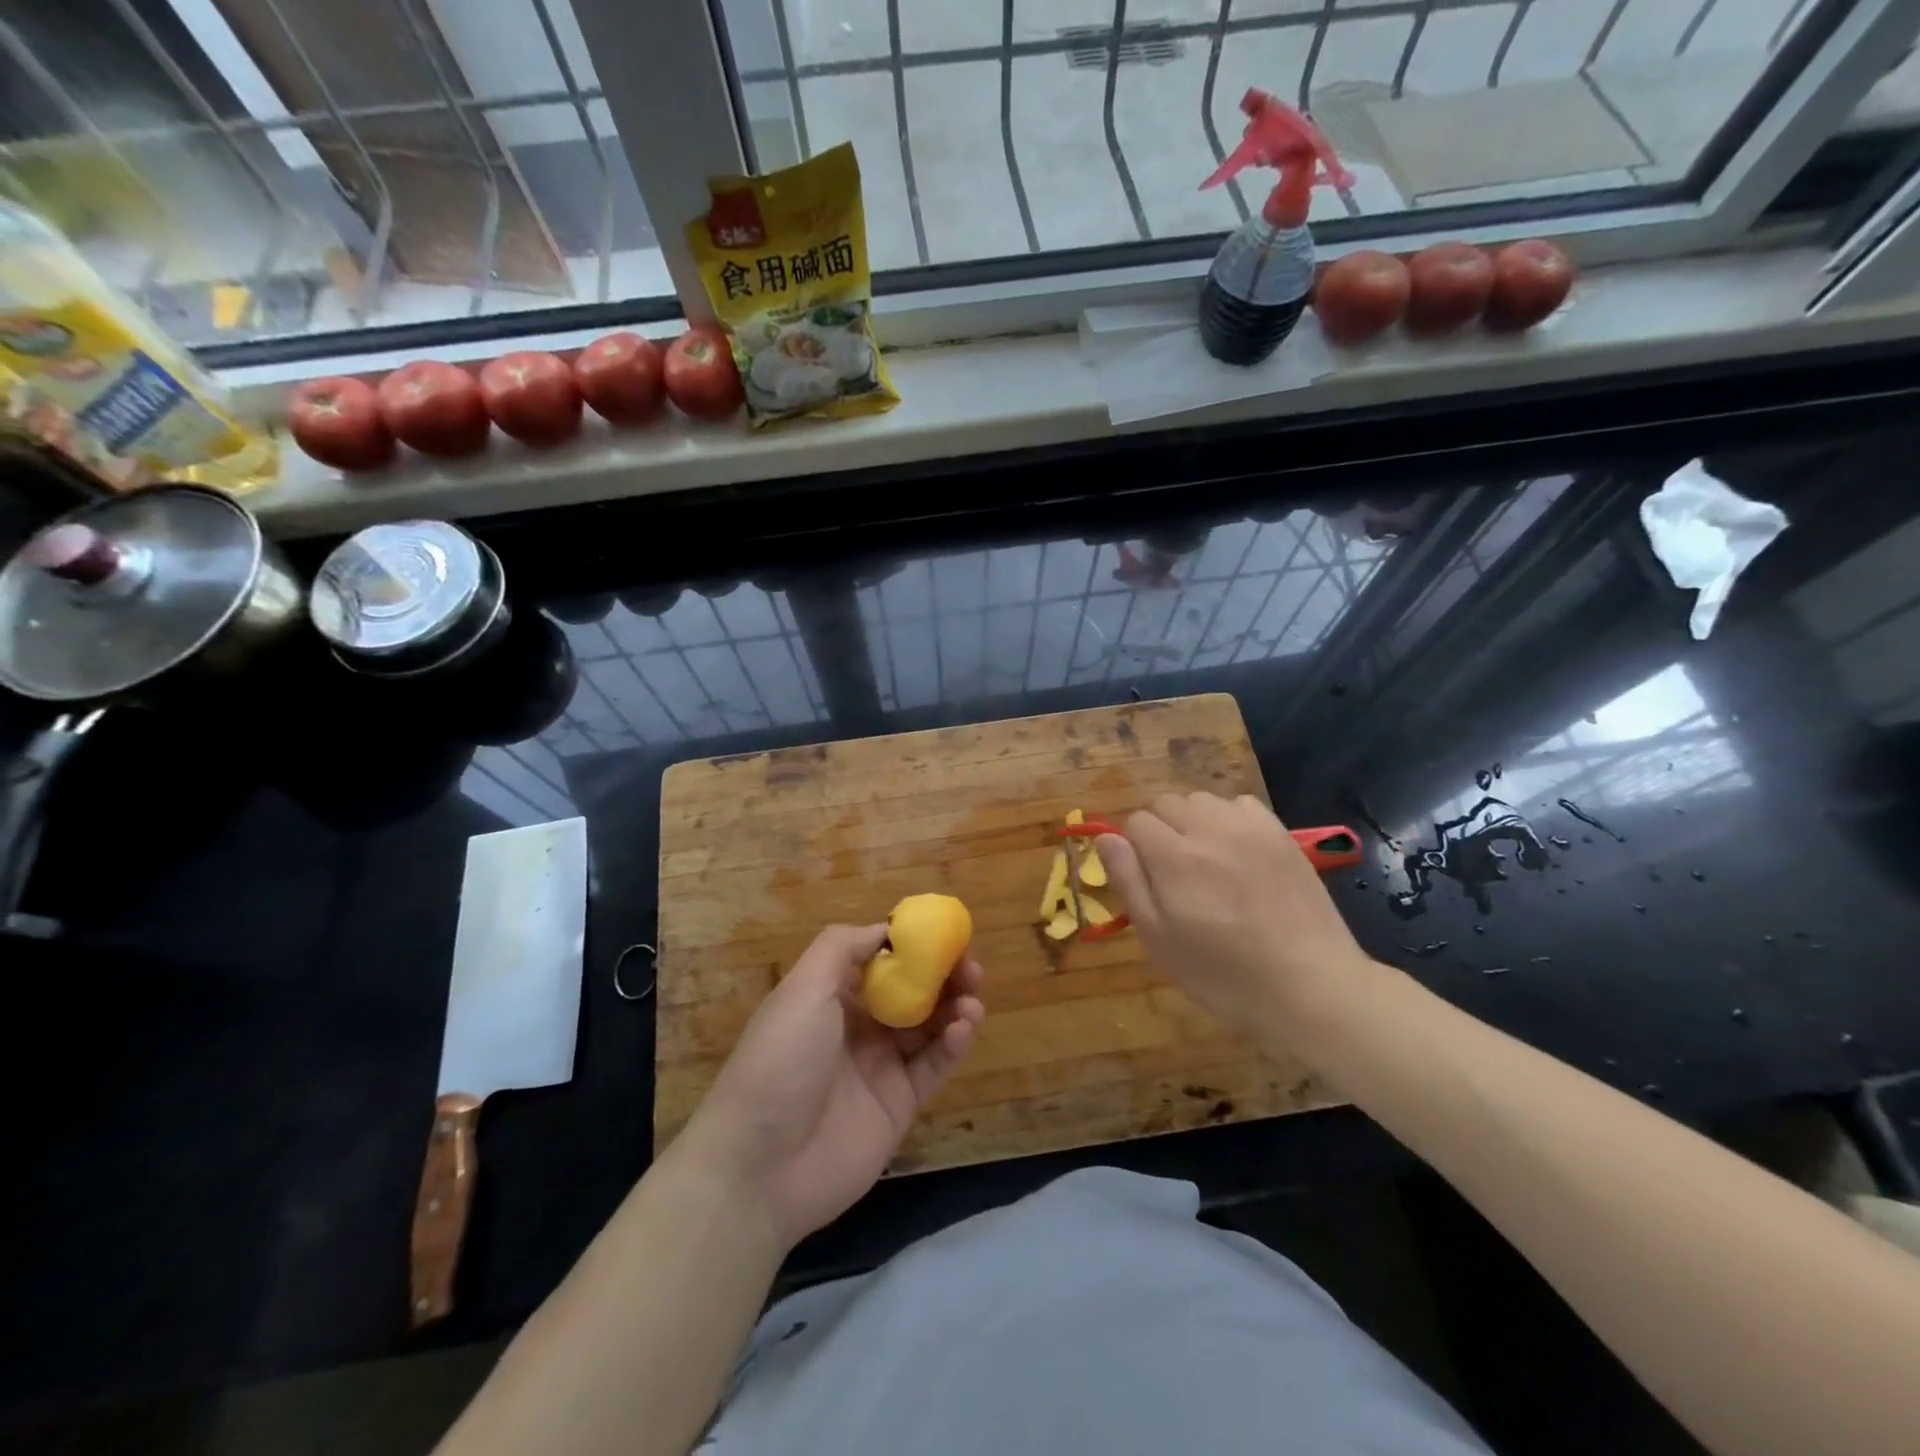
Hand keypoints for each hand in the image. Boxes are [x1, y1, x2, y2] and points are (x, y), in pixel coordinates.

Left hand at [680, 923, 984, 1249]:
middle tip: (970, 968)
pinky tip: (963, 1028)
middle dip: (943, 976)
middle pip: (911, 992)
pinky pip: (933, 1066)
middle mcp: (857, 1027)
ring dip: (954, 1007)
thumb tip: (885, 929)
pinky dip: (953, 1044)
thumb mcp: (802, 988)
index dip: (913, 947)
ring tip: (972, 998)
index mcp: (830, 996)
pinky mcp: (899, 1104)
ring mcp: (879, 1067)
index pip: (880, 961)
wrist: (760, 1166)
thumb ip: (842, 947)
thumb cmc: (781, 1060)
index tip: (944, 935)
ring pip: (928, 1027)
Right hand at [1098, 793, 1372, 1034]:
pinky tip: (1238, 852)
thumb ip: (1128, 881)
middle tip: (1174, 873)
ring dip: (1194, 821)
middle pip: (1167, 803)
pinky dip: (1230, 819)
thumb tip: (1106, 837)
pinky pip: (1241, 804)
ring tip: (1206, 861)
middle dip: (1160, 830)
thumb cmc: (1223, 974)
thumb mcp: (1159, 939)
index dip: (1133, 848)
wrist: (1310, 986)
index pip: (1135, 822)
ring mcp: (1249, 828)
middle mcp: (1209, 829)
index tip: (1147, 879)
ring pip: (1202, 800)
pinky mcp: (1281, 834)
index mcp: (1173, 857)